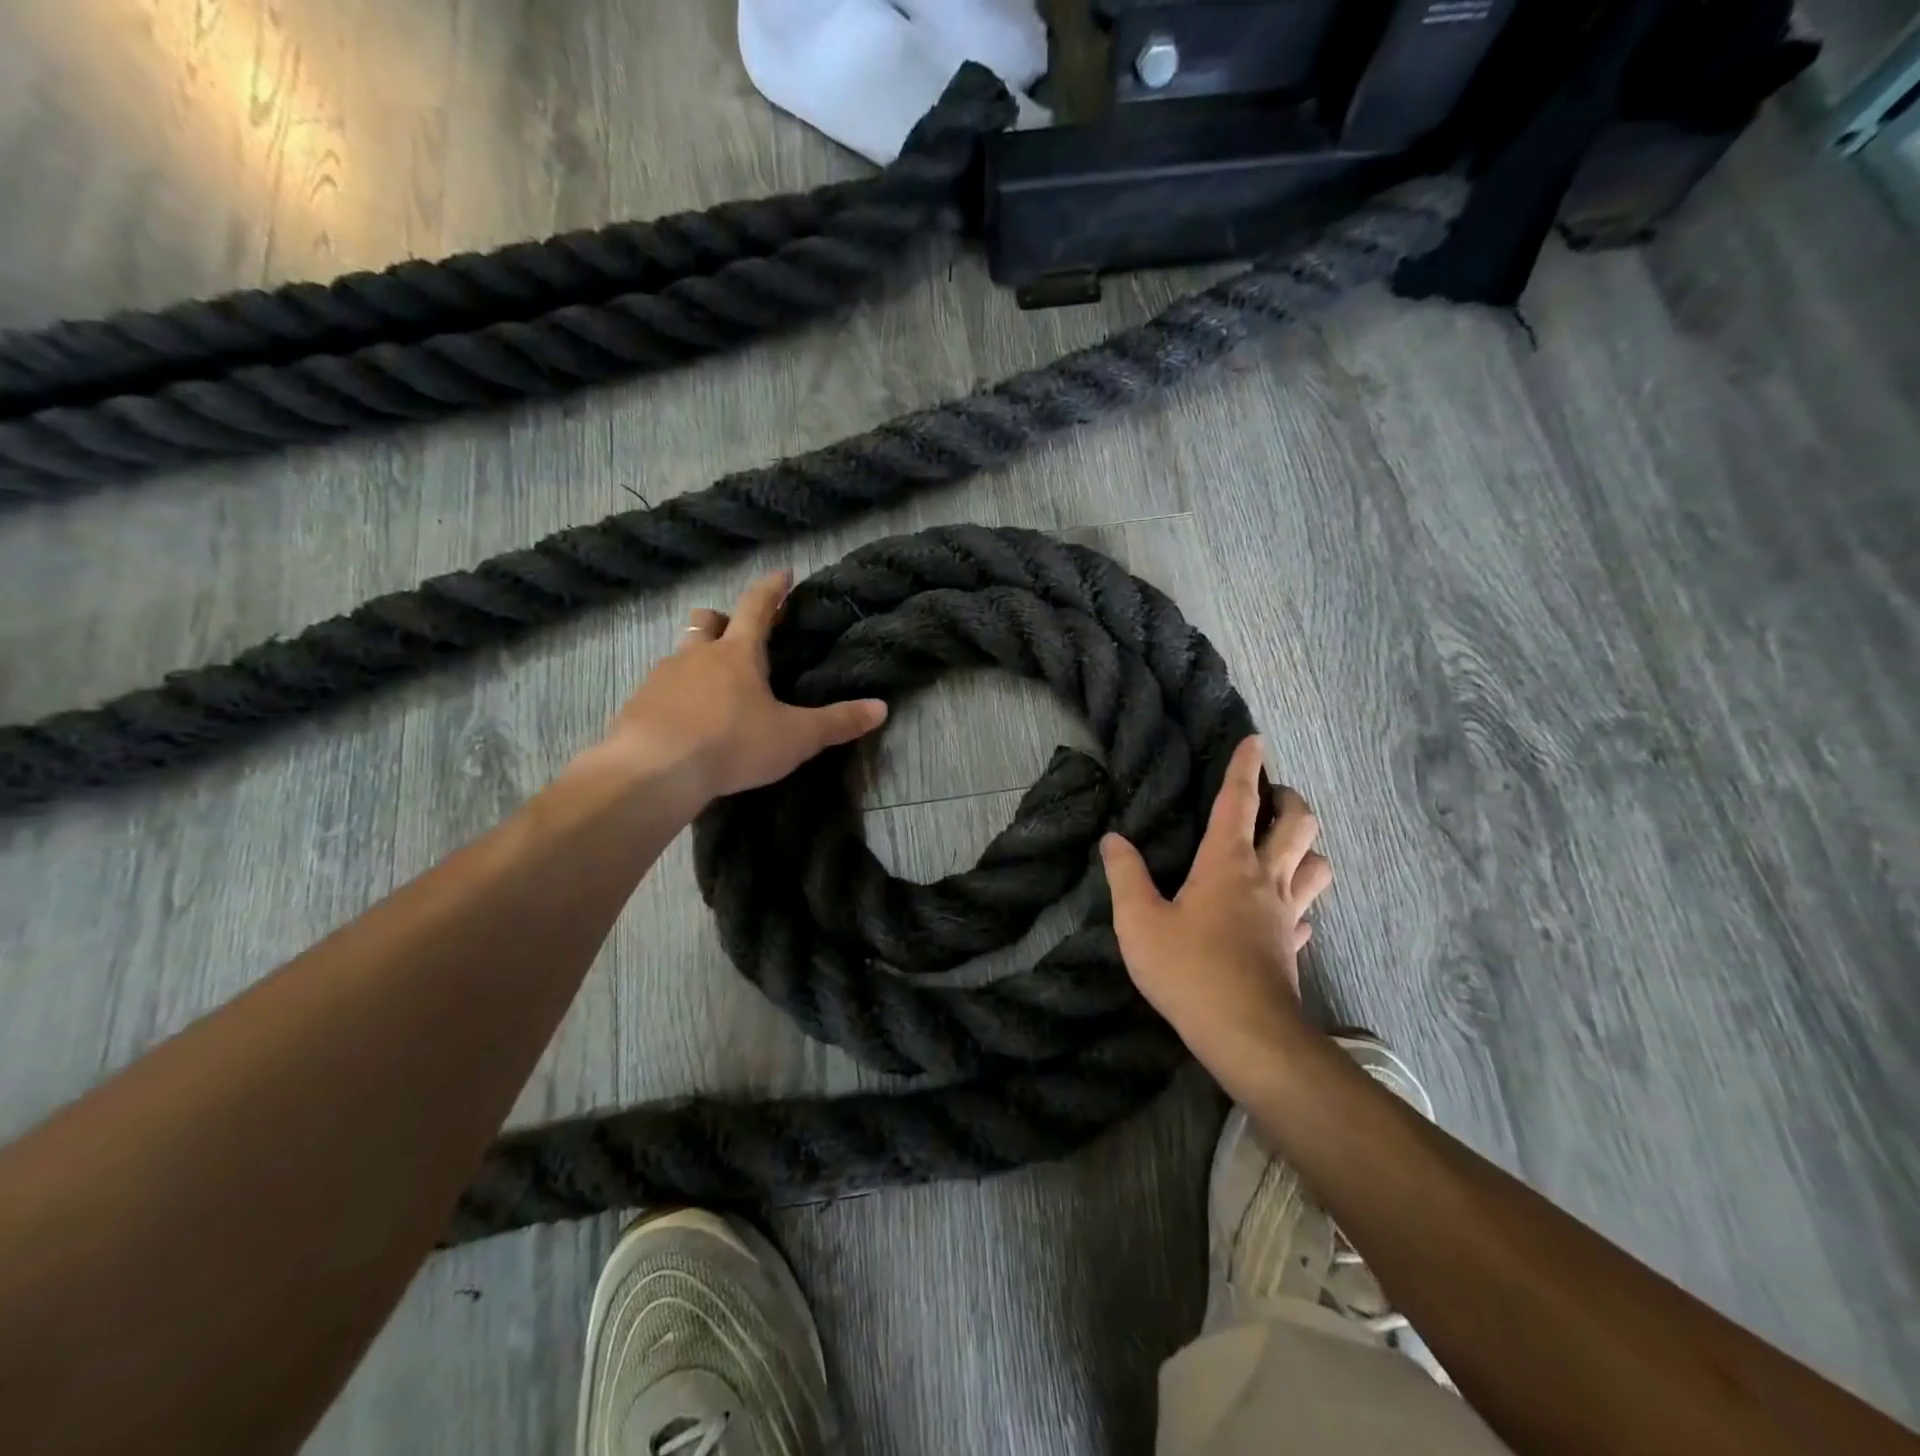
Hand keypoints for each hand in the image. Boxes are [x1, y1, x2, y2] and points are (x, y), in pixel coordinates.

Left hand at [597, 570, 887, 804]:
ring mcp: (662, 678)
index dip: (772, 588)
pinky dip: (676, 696)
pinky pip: (661, 689)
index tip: (782, 574)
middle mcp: (697, 655)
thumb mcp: (795, 737)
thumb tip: (881, 708)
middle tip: (735, 633)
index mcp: (738, 654)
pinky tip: (685, 721)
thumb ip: (837, 723)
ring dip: (697, 660)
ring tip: (713, 688)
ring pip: (681, 654)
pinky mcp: (638, 705)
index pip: (757, 606)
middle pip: (707, 622)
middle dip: (722, 620)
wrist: (654, 771)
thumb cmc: (732, 744)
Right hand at [1101, 736, 1331, 1061]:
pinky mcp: (1294, 946)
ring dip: (1307, 847)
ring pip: (1317, 864)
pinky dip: (1300, 900)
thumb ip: (1125, 875)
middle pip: (1298, 824)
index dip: (1246, 766)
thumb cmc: (1189, 970)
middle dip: (1290, 800)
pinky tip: (1285, 911)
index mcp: (1227, 862)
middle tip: (1274, 796)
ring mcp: (1287, 913)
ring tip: (1285, 846)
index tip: (1255, 740)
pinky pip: (1307, 912)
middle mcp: (1265, 878)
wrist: (1246, 1034)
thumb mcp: (1138, 921)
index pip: (1240, 800)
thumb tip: (1113, 839)